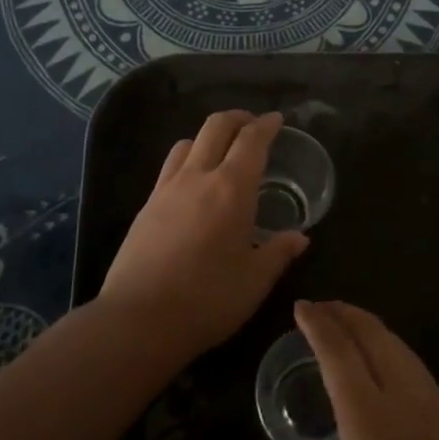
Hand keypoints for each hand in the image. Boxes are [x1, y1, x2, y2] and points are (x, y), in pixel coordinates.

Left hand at [97, 111, 308, 360]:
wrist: (138, 321)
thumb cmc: (207, 300)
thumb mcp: (254, 281)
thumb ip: (279, 253)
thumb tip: (300, 238)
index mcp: (231, 189)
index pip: (251, 141)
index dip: (267, 125)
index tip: (277, 120)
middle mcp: (197, 178)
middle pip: (215, 127)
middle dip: (238, 118)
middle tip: (254, 126)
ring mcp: (166, 189)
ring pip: (188, 142)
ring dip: (209, 137)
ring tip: (222, 153)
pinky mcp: (145, 206)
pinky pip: (170, 167)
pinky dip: (188, 159)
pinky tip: (194, 184)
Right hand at [279, 300, 438, 439]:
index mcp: (370, 420)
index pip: (339, 353)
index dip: (319, 325)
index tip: (301, 307)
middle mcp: (405, 398)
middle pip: (374, 336)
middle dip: (345, 314)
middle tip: (321, 308)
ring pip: (400, 348)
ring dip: (371, 329)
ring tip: (348, 327)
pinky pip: (418, 370)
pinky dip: (393, 353)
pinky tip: (385, 368)